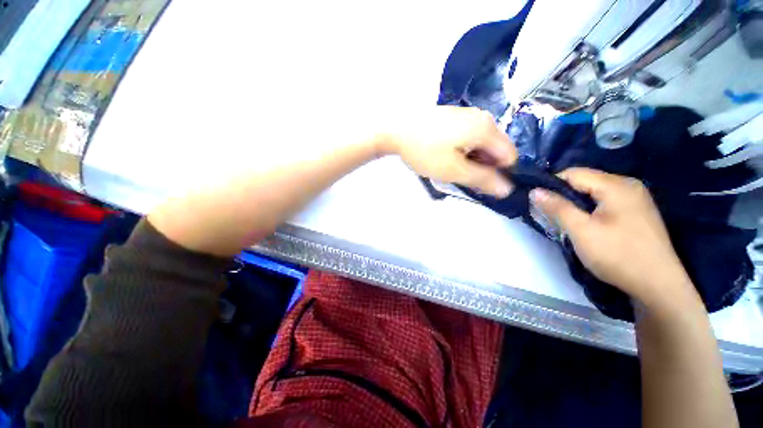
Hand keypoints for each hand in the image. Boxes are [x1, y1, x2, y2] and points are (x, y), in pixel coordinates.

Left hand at [383, 106, 516, 196]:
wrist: (395, 129)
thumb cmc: (424, 151)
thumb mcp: (453, 170)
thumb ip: (482, 179)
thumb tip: (507, 189)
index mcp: (486, 129)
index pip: (509, 156)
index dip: (497, 173)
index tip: (475, 179)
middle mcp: (482, 117)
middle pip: (496, 149)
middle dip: (483, 165)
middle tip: (459, 173)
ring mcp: (467, 115)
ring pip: (481, 144)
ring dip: (471, 158)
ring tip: (449, 163)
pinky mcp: (454, 117)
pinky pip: (469, 137)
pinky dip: (463, 149)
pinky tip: (445, 153)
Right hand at [530, 168, 697, 308]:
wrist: (658, 286)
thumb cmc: (618, 255)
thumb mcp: (581, 230)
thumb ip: (557, 207)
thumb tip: (534, 191)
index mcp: (616, 185)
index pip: (573, 173)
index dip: (551, 184)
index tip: (537, 201)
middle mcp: (628, 185)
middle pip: (584, 181)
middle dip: (563, 194)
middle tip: (549, 214)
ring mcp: (635, 198)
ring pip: (593, 192)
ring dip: (575, 203)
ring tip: (564, 220)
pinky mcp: (636, 211)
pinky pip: (604, 201)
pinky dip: (589, 208)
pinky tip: (585, 223)